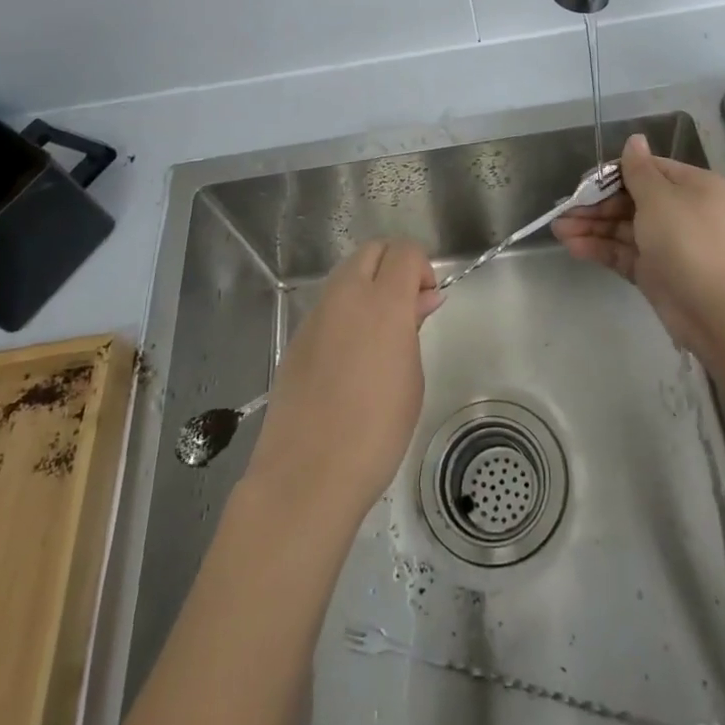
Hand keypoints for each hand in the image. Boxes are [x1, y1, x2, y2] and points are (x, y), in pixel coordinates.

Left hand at [242, 239, 441, 525]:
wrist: (307, 474)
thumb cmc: (376, 431)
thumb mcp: (411, 379)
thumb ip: (414, 328)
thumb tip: (422, 299)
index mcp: (382, 302)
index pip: (405, 252)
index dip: (422, 268)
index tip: (427, 301)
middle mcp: (346, 296)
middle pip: (372, 250)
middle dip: (394, 265)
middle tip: (407, 307)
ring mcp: (316, 315)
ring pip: (346, 274)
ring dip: (368, 284)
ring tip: (381, 332)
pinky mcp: (297, 337)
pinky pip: (328, 305)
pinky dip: (346, 310)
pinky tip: (351, 355)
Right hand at [552, 133, 724, 361]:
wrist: (711, 310)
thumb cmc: (686, 240)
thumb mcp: (659, 197)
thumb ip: (638, 170)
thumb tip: (635, 138)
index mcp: (691, 186)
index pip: (647, 170)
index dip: (613, 175)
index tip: (584, 182)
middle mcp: (681, 210)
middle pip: (631, 200)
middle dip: (596, 205)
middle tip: (563, 210)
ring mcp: (667, 242)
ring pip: (623, 227)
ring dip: (591, 227)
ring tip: (558, 230)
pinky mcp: (654, 270)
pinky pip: (623, 252)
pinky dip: (599, 248)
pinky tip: (572, 246)